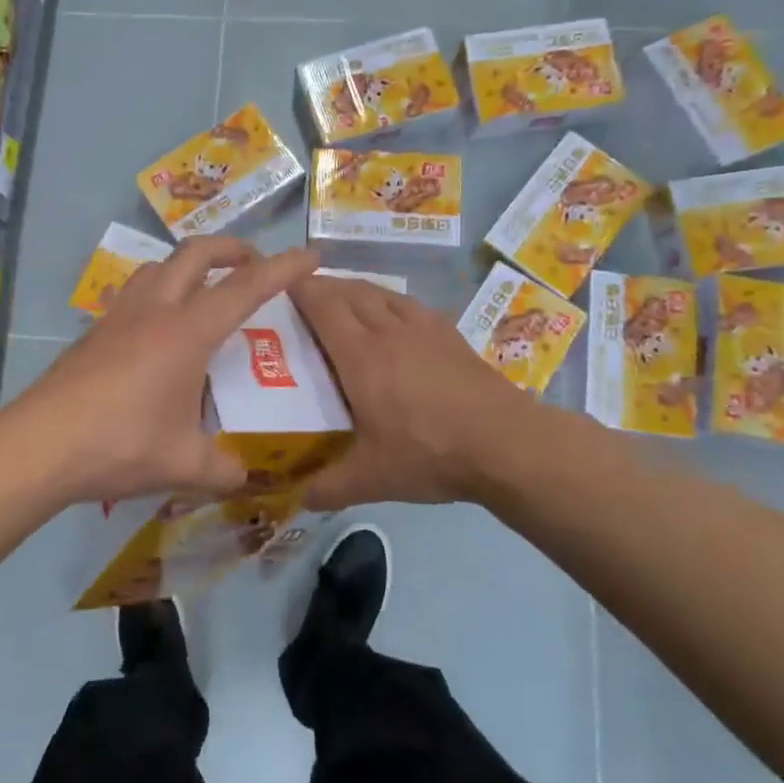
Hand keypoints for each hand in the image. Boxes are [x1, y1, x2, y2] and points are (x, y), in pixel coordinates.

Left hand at [6, 237, 320, 506]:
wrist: (40, 445)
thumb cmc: (121, 445)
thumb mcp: (183, 464)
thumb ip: (223, 469)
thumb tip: (244, 477)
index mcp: (187, 332)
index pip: (246, 287)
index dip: (283, 268)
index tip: (311, 256)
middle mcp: (155, 310)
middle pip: (197, 254)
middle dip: (232, 248)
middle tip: (254, 262)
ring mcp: (119, 316)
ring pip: (158, 266)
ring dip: (189, 265)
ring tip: (204, 287)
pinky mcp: (94, 332)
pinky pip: (133, 293)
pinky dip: (157, 290)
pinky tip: (156, 328)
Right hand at [291, 275, 541, 510]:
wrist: (506, 444)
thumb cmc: (430, 453)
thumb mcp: (372, 479)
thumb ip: (329, 487)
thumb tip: (298, 498)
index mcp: (361, 356)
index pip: (322, 306)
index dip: (298, 289)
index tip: (277, 284)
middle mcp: (387, 330)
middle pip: (349, 291)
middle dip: (321, 286)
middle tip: (300, 297)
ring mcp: (422, 328)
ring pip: (379, 292)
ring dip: (354, 288)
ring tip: (340, 300)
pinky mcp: (448, 333)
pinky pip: (407, 302)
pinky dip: (386, 299)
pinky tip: (389, 316)